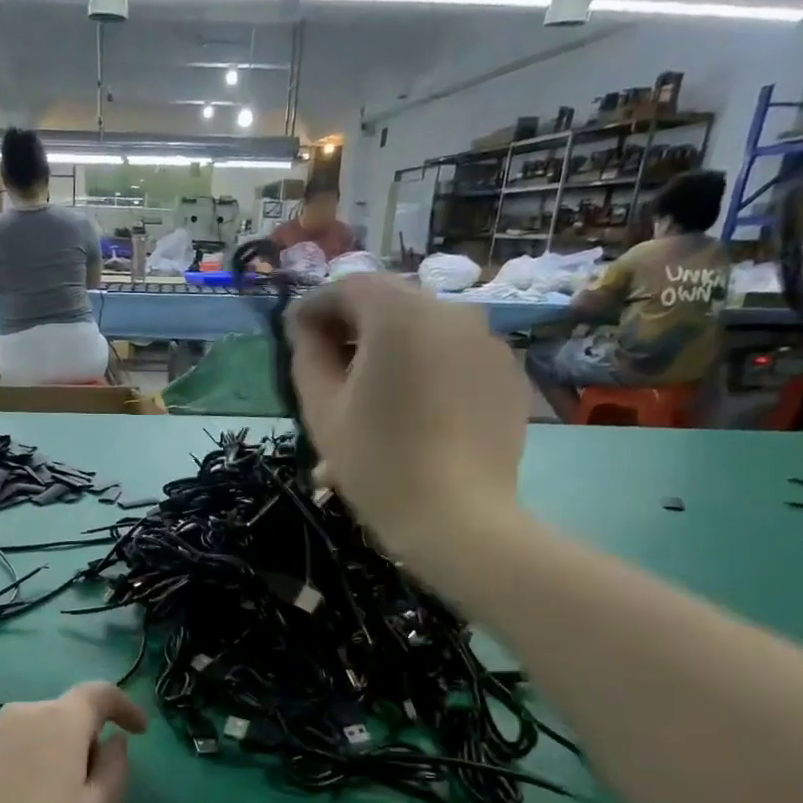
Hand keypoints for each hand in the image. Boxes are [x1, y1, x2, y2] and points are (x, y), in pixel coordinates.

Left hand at [0, 682, 147, 802]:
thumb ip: (115, 769)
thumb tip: (113, 742)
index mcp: (60, 721)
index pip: (99, 693)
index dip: (124, 705)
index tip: (137, 730)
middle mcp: (19, 714)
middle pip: (60, 715)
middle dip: (79, 739)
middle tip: (84, 783)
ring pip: (24, 733)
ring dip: (40, 754)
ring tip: (37, 802)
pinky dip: (7, 769)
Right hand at [287, 275, 528, 581]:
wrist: (456, 517)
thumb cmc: (377, 462)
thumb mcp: (322, 410)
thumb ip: (308, 355)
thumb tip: (307, 328)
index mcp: (399, 315)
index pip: (350, 285)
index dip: (316, 306)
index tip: (295, 334)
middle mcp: (450, 311)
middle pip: (391, 303)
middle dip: (356, 325)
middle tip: (331, 363)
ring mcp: (487, 341)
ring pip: (426, 329)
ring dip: (393, 347)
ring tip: (374, 392)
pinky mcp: (507, 372)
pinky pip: (456, 355)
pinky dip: (429, 367)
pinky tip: (416, 409)